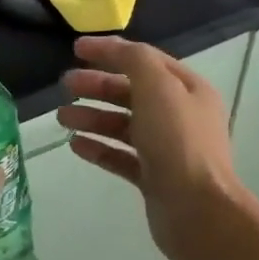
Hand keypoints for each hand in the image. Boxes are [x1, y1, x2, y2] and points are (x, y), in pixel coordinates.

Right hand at [57, 37, 254, 259]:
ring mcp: (167, 150)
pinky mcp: (154, 179)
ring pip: (124, 126)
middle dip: (98, 87)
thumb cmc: (178, 142)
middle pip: (133, 93)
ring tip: (62, 118)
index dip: (111, 51)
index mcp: (188, 89)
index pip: (146, 60)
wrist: (197, 210)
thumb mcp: (158, 87)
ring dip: (93, 118)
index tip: (76, 49)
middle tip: (65, 85)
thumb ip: (134, 61)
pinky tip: (75, 145)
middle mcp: (180, 116)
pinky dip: (99, 149)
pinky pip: (122, 157)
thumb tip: (114, 49)